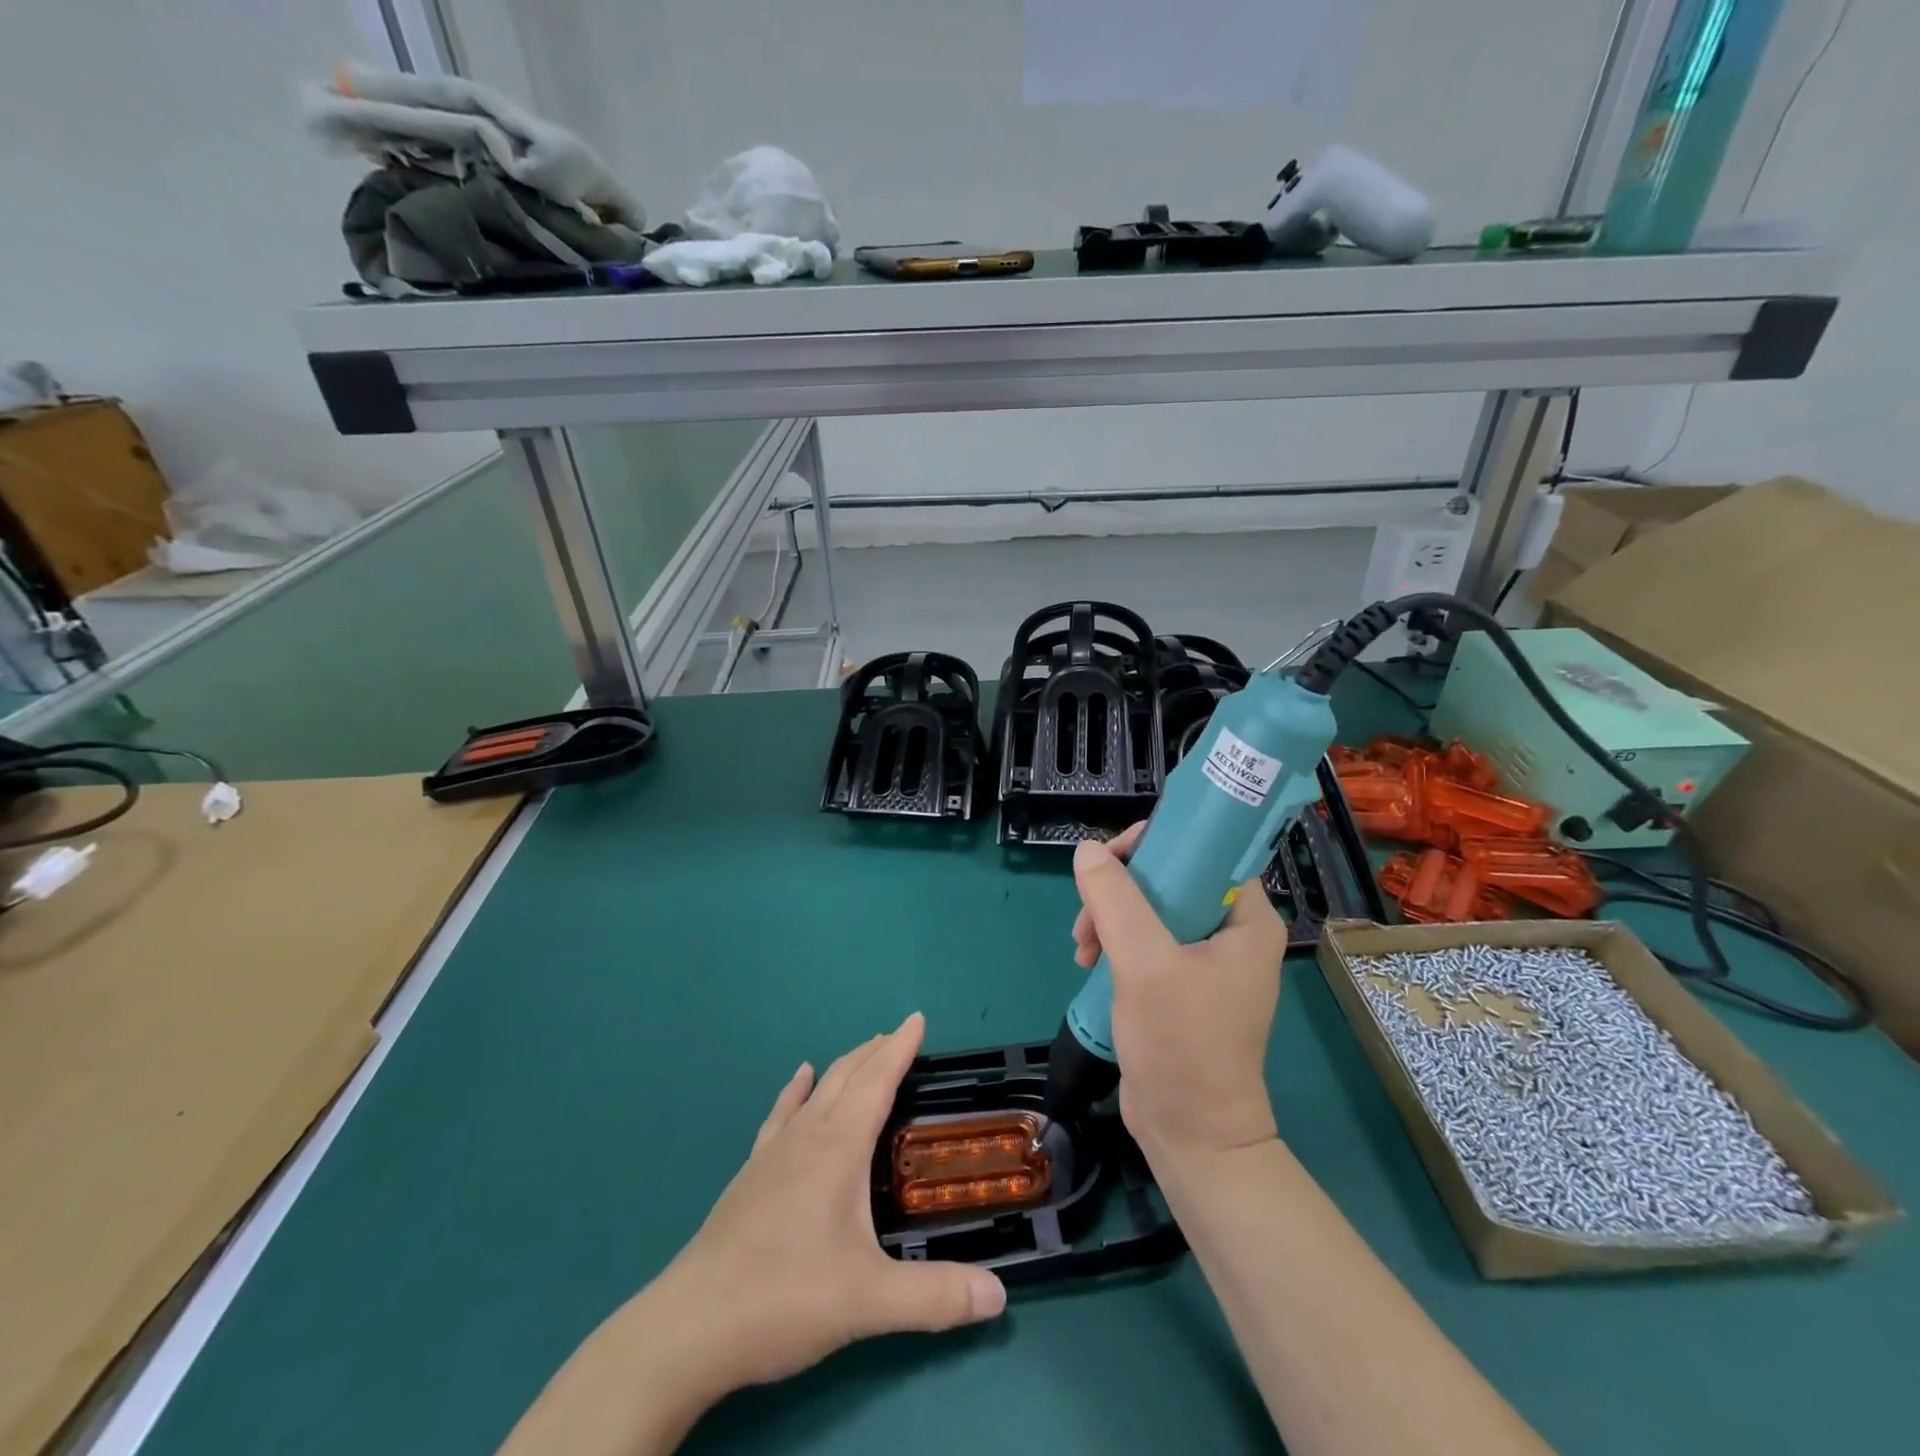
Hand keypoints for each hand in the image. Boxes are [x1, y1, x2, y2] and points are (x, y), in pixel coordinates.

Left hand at [498, 1015, 1005, 1455]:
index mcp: (839, 1148)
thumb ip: (936, 1296)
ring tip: (864, 1053)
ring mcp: (774, 1152)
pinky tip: (800, 1080)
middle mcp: (807, 1136)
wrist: (691, 1326)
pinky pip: (782, 1114)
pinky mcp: (751, 1173)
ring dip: (845, 1067)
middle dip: (876, 1051)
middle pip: (848, 1076)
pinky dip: (798, 1091)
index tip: (917, 1018)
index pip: (877, 1081)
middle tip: (900, 1036)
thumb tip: (1000, 1296)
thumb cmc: (785, 1297)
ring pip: (817, 1091)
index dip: (900, 1048)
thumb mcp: (869, 1301)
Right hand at [1071, 825, 1285, 1164]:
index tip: (1113, 859)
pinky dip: (1114, 943)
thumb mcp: (1145, 964)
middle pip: (1171, 877)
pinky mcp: (1181, 983)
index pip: (1206, 851)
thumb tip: (1086, 850)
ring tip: (1082, 949)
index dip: (1158, 842)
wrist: (1191, 1135)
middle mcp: (1231, 932)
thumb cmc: (1182, 1045)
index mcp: (1246, 919)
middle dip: (1121, 888)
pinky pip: (1144, 939)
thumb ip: (1115, 900)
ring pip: (1150, 908)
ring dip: (1110, 917)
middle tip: (1088, 914)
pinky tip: (1089, 962)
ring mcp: (1205, 960)